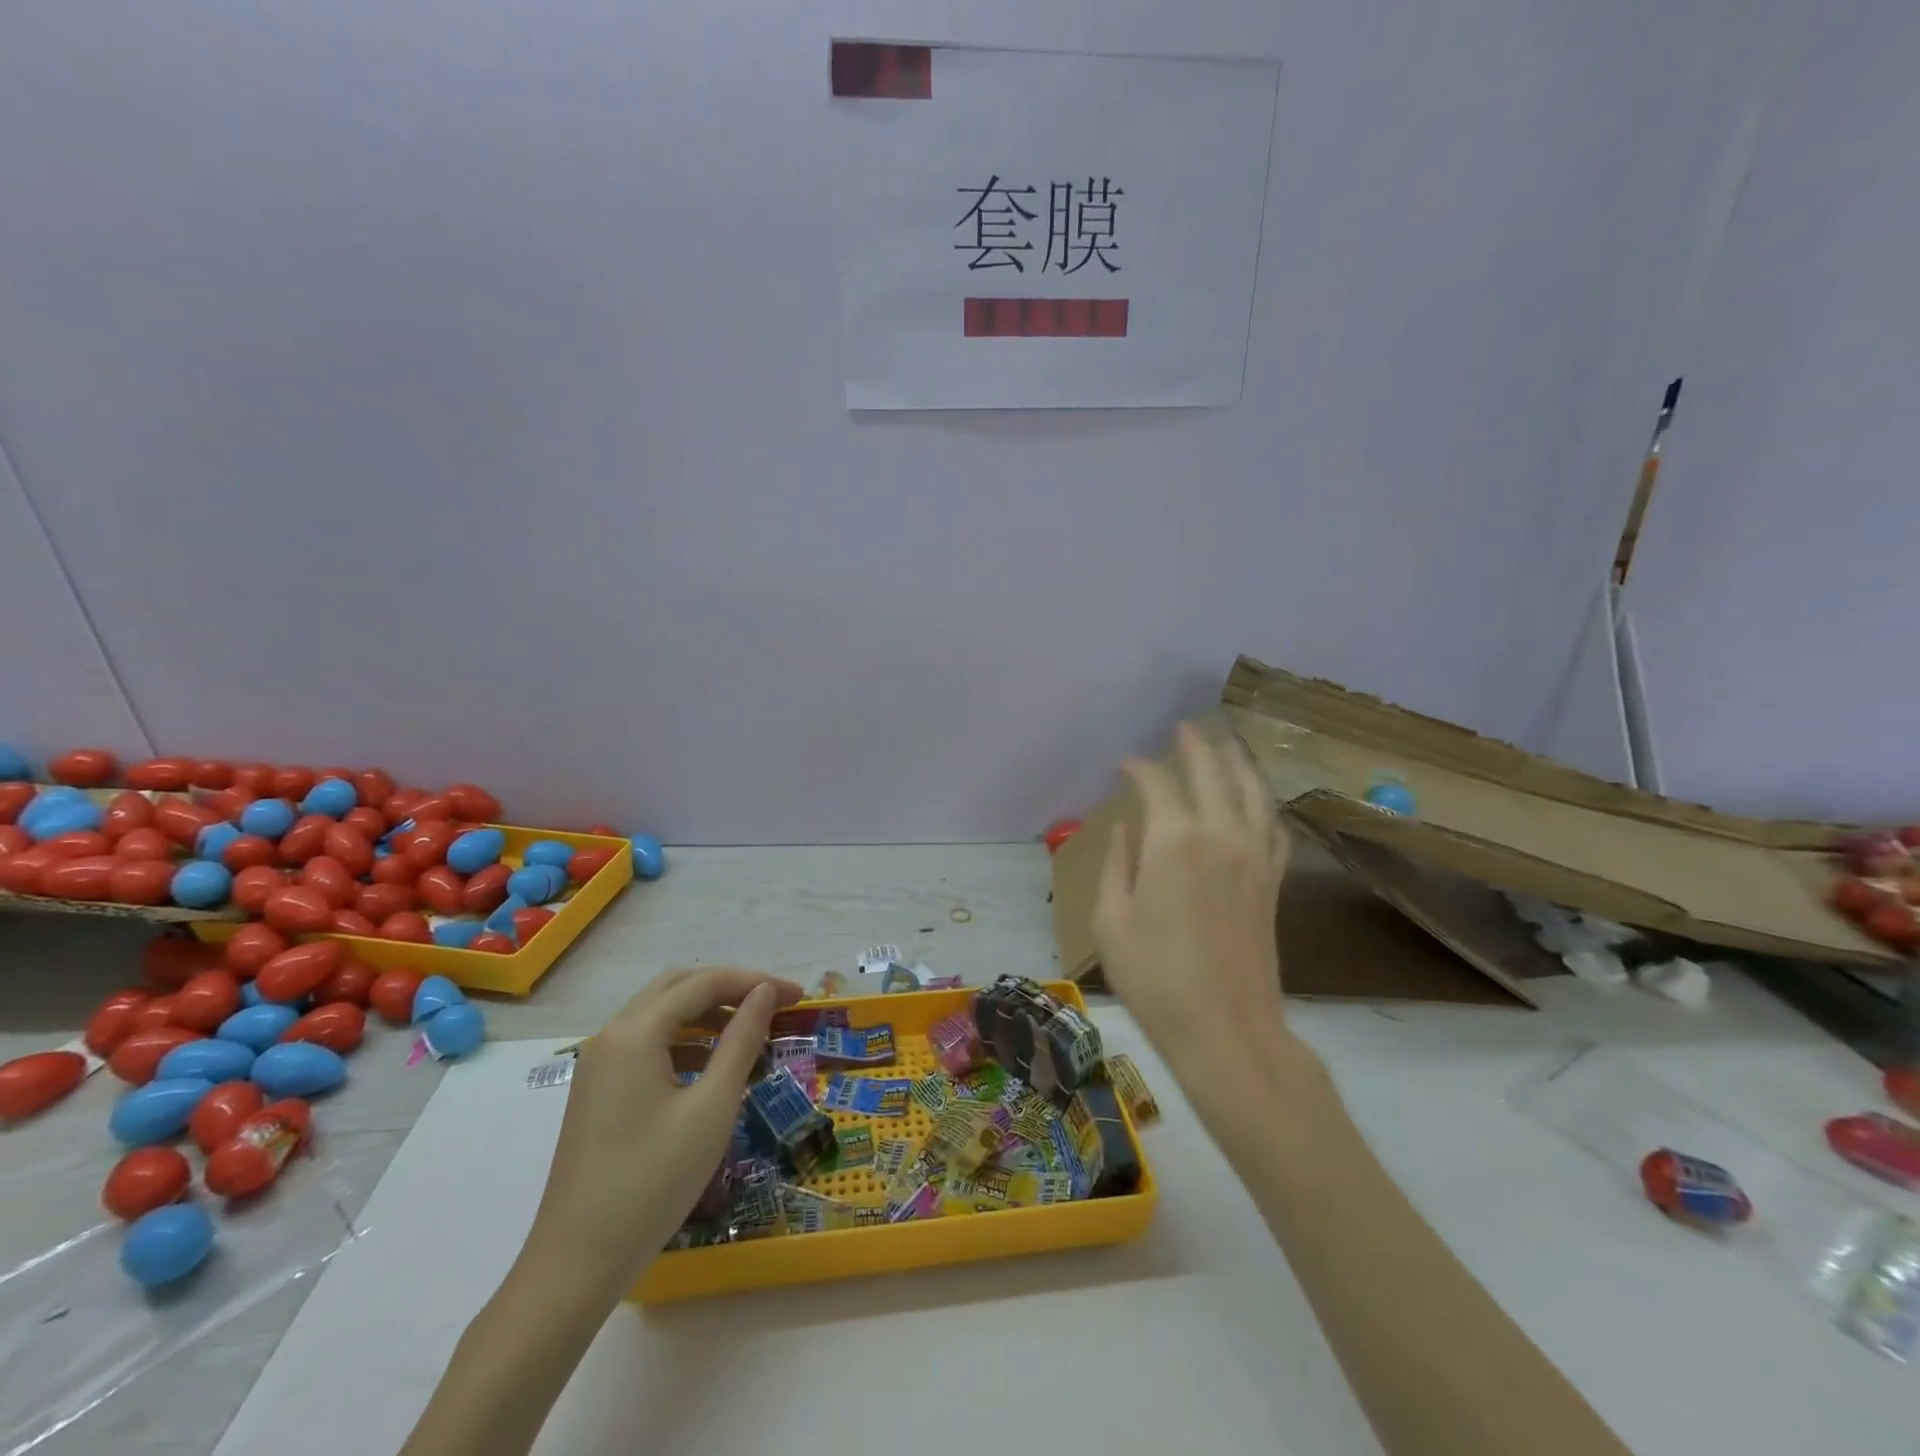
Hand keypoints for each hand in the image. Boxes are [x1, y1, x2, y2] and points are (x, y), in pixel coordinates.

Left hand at [522, 966, 803, 1297]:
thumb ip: (742, 1040)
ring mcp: (599, 1064)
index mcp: (635, 1032)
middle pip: (678, 987)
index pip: (704, 983)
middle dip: (730, 989)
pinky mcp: (597, 1091)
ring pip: (661, 1014)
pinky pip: (647, 1044)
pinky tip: (712, 1068)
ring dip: (707, 1014)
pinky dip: (685, 1041)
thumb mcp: (712, 1107)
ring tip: (751, 1034)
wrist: (575, 1266)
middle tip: (774, 1005)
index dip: (755, 982)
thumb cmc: (652, 1182)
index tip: (797, 997)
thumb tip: (764, 993)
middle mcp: (612, 1035)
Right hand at [1091, 722, 1297, 1103]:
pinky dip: (1264, 804)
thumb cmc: (1154, 977)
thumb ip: (1117, 864)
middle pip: (1213, 773)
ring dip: (1237, 763)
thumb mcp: (1111, 920)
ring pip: (1252, 791)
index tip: (1125, 763)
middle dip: (1196, 746)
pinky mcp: (1272, 881)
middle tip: (1183, 728)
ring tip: (1226, 745)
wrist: (1226, 1029)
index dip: (1139, 768)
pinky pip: (1274, 827)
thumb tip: (1126, 829)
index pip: (1157, 784)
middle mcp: (1220, 835)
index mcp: (1173, 841)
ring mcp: (1254, 857)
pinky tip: (1258, 801)